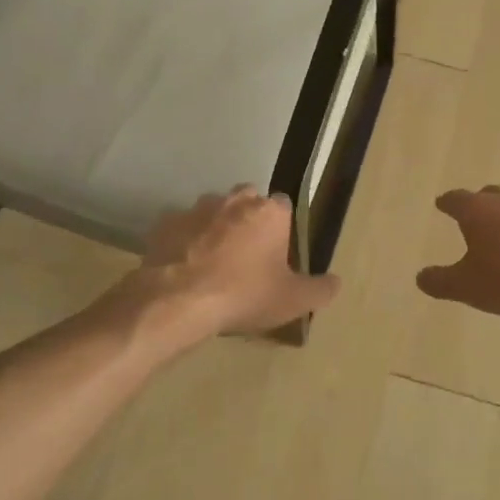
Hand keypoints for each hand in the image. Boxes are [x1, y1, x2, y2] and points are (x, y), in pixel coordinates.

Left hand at [137, 186, 340, 336]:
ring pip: (212, 211)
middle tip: (247, 256)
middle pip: (247, 201)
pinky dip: (184, 242)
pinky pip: (180, 228)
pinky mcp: (164, 223)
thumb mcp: (293, 300)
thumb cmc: (244, 294)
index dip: (281, 228)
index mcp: (269, 212)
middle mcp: (234, 200)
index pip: (284, 206)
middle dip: (249, 220)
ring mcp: (196, 208)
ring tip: (213, 263)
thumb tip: (335, 282)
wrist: (178, 300)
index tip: (277, 252)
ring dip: (215, 229)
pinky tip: (185, 268)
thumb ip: (320, 289)